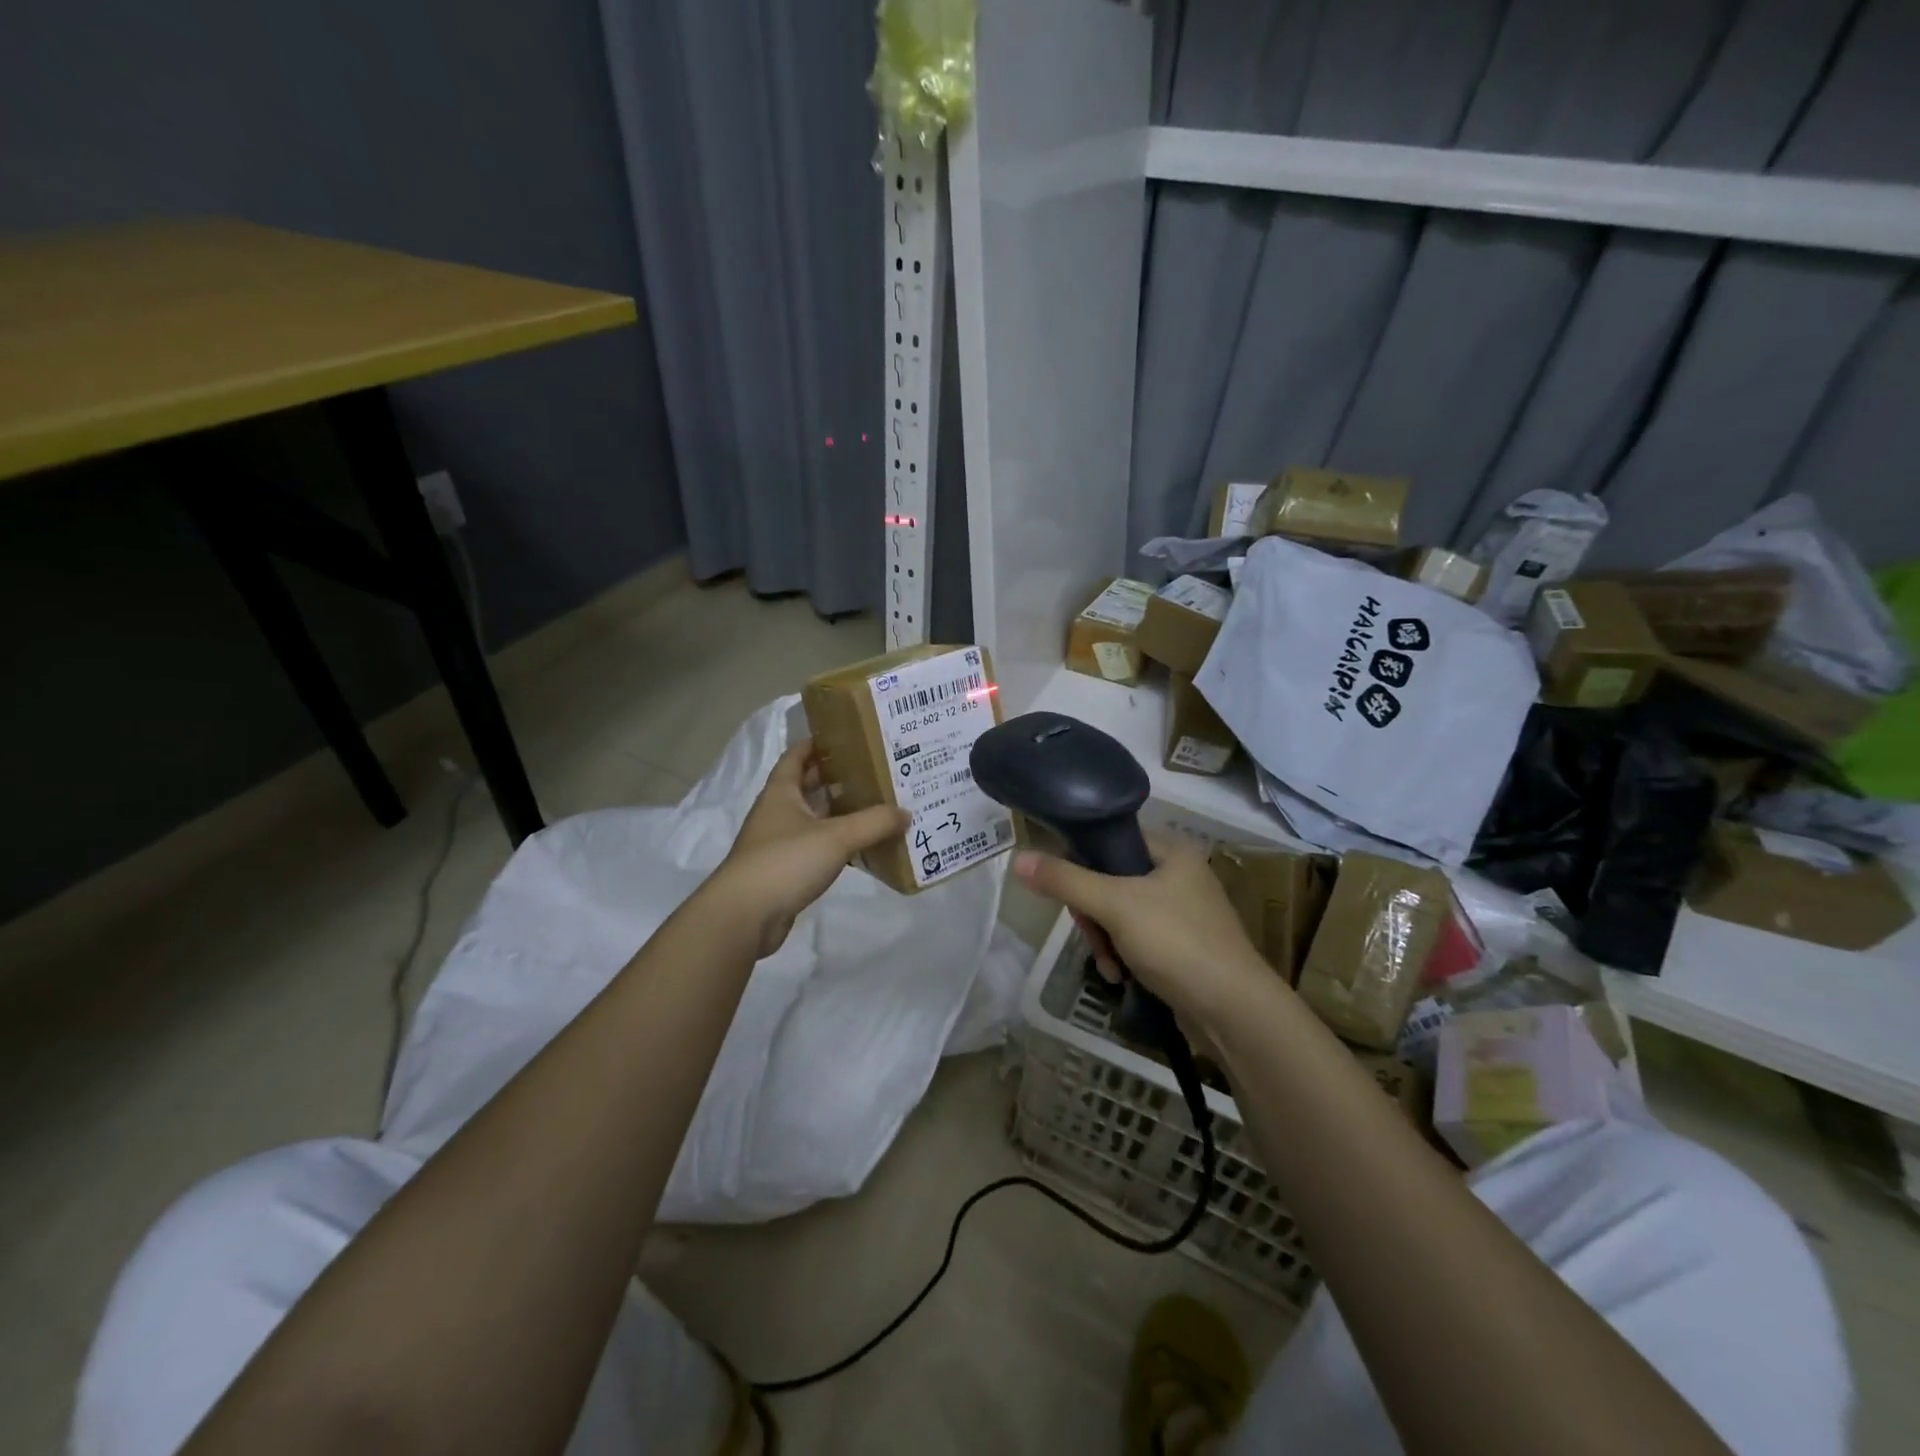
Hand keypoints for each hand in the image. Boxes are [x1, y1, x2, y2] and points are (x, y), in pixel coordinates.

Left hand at [709, 740, 909, 957]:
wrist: (744, 916)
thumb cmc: (785, 862)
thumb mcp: (836, 837)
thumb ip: (874, 823)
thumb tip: (906, 813)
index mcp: (781, 793)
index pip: (796, 756)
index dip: (817, 743)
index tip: (846, 736)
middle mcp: (777, 813)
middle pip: (806, 787)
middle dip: (835, 778)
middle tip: (872, 771)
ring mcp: (778, 844)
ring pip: (813, 819)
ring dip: (839, 813)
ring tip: (875, 806)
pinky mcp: (784, 871)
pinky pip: (815, 848)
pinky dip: (837, 845)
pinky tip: (862, 848)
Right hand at [1013, 836, 1279, 1034]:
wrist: (1235, 1012)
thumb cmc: (1177, 943)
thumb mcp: (1115, 905)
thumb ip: (1066, 880)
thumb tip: (1018, 858)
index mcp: (1170, 852)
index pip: (1110, 839)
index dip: (1082, 862)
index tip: (1069, 893)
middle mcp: (1178, 876)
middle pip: (1110, 880)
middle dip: (1093, 914)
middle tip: (1093, 935)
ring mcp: (1181, 913)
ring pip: (1119, 914)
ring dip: (1104, 940)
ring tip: (1109, 965)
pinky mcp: (1181, 947)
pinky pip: (1136, 939)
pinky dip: (1122, 956)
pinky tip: (1120, 976)